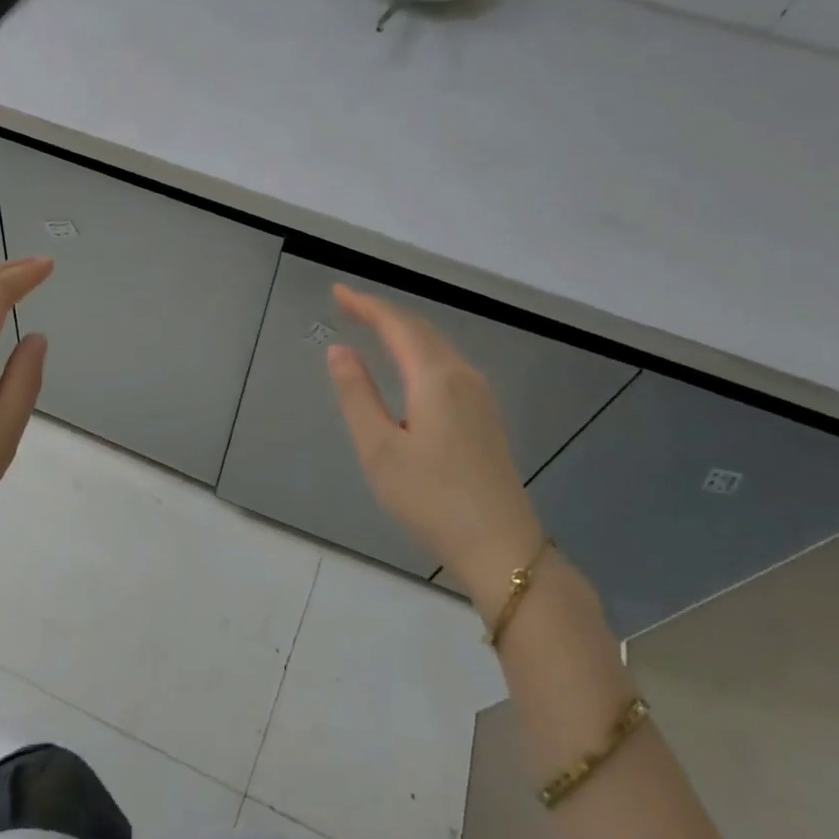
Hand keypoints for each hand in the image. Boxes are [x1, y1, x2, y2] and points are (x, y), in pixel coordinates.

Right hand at [325, 284, 545, 609]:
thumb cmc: (431, 499)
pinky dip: (420, 352)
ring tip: (372, 328)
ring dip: (404, 331)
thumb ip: (357, 395)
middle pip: (421, 330)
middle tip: (348, 306)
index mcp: (436, 379)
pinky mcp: (486, 417)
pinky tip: (408, 367)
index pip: (398, 326)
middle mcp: (463, 377)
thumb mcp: (379, 449)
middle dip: (384, 314)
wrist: (501, 547)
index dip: (366, 306)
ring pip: (437, 348)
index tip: (337, 292)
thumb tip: (339, 350)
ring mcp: (480, 397)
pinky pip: (447, 366)